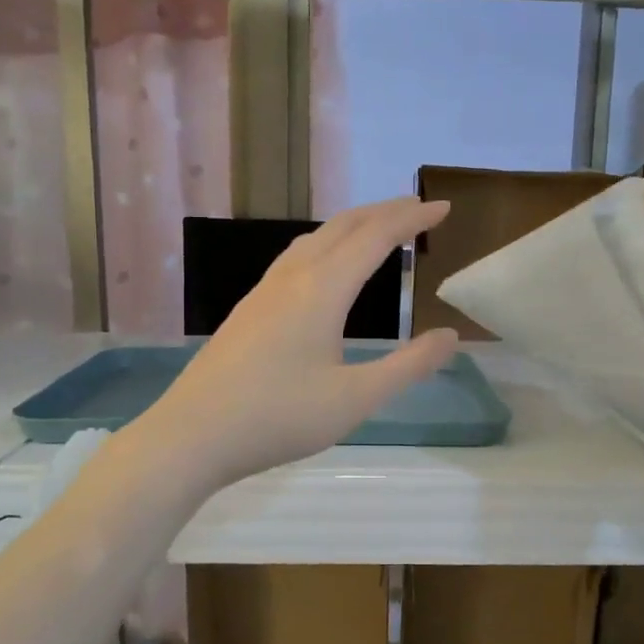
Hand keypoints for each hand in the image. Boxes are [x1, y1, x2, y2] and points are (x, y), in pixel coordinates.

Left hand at [136, 198, 458, 490]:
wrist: (192, 435)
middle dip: (384, 212)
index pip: (376, 237)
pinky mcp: (247, 310)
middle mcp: (292, 278)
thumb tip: (450, 336)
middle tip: (418, 210)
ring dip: (352, 227)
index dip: (412, 219)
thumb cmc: (279, 418)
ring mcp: (263, 292)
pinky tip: (325, 272)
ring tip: (377, 232)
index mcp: (322, 290)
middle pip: (343, 226)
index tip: (444, 208)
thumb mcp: (355, 399)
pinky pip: (295, 258)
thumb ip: (408, 366)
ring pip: (314, 239)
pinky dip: (327, 246)